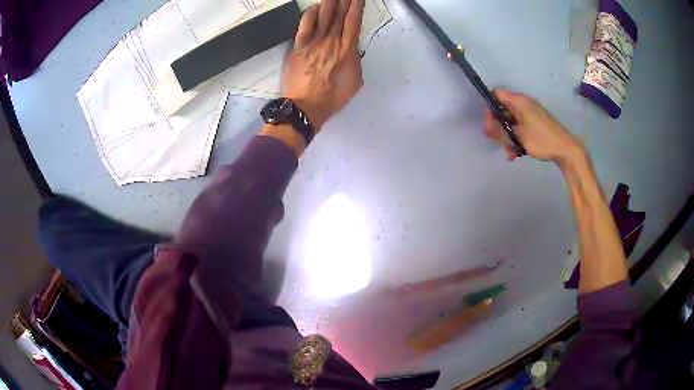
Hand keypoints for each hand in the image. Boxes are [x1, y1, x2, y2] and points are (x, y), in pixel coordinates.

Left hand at [282, 0, 364, 129]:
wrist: (306, 106)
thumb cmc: (333, 97)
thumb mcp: (355, 80)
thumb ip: (355, 60)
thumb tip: (352, 48)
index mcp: (347, 50)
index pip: (353, 22)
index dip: (356, 6)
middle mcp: (331, 41)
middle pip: (339, 15)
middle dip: (344, 0)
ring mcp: (313, 43)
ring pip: (323, 17)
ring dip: (329, 3)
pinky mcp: (298, 47)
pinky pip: (304, 26)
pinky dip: (310, 15)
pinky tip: (314, 7)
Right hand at [483, 89, 583, 164]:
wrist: (566, 149)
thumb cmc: (541, 139)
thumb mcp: (517, 136)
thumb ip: (499, 130)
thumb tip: (484, 125)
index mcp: (518, 101)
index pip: (496, 94)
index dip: (489, 107)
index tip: (489, 124)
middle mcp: (524, 103)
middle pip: (503, 109)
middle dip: (498, 125)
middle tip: (499, 141)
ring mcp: (530, 113)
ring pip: (511, 120)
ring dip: (507, 135)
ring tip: (510, 151)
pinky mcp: (536, 122)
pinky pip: (520, 126)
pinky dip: (516, 137)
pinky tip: (516, 152)